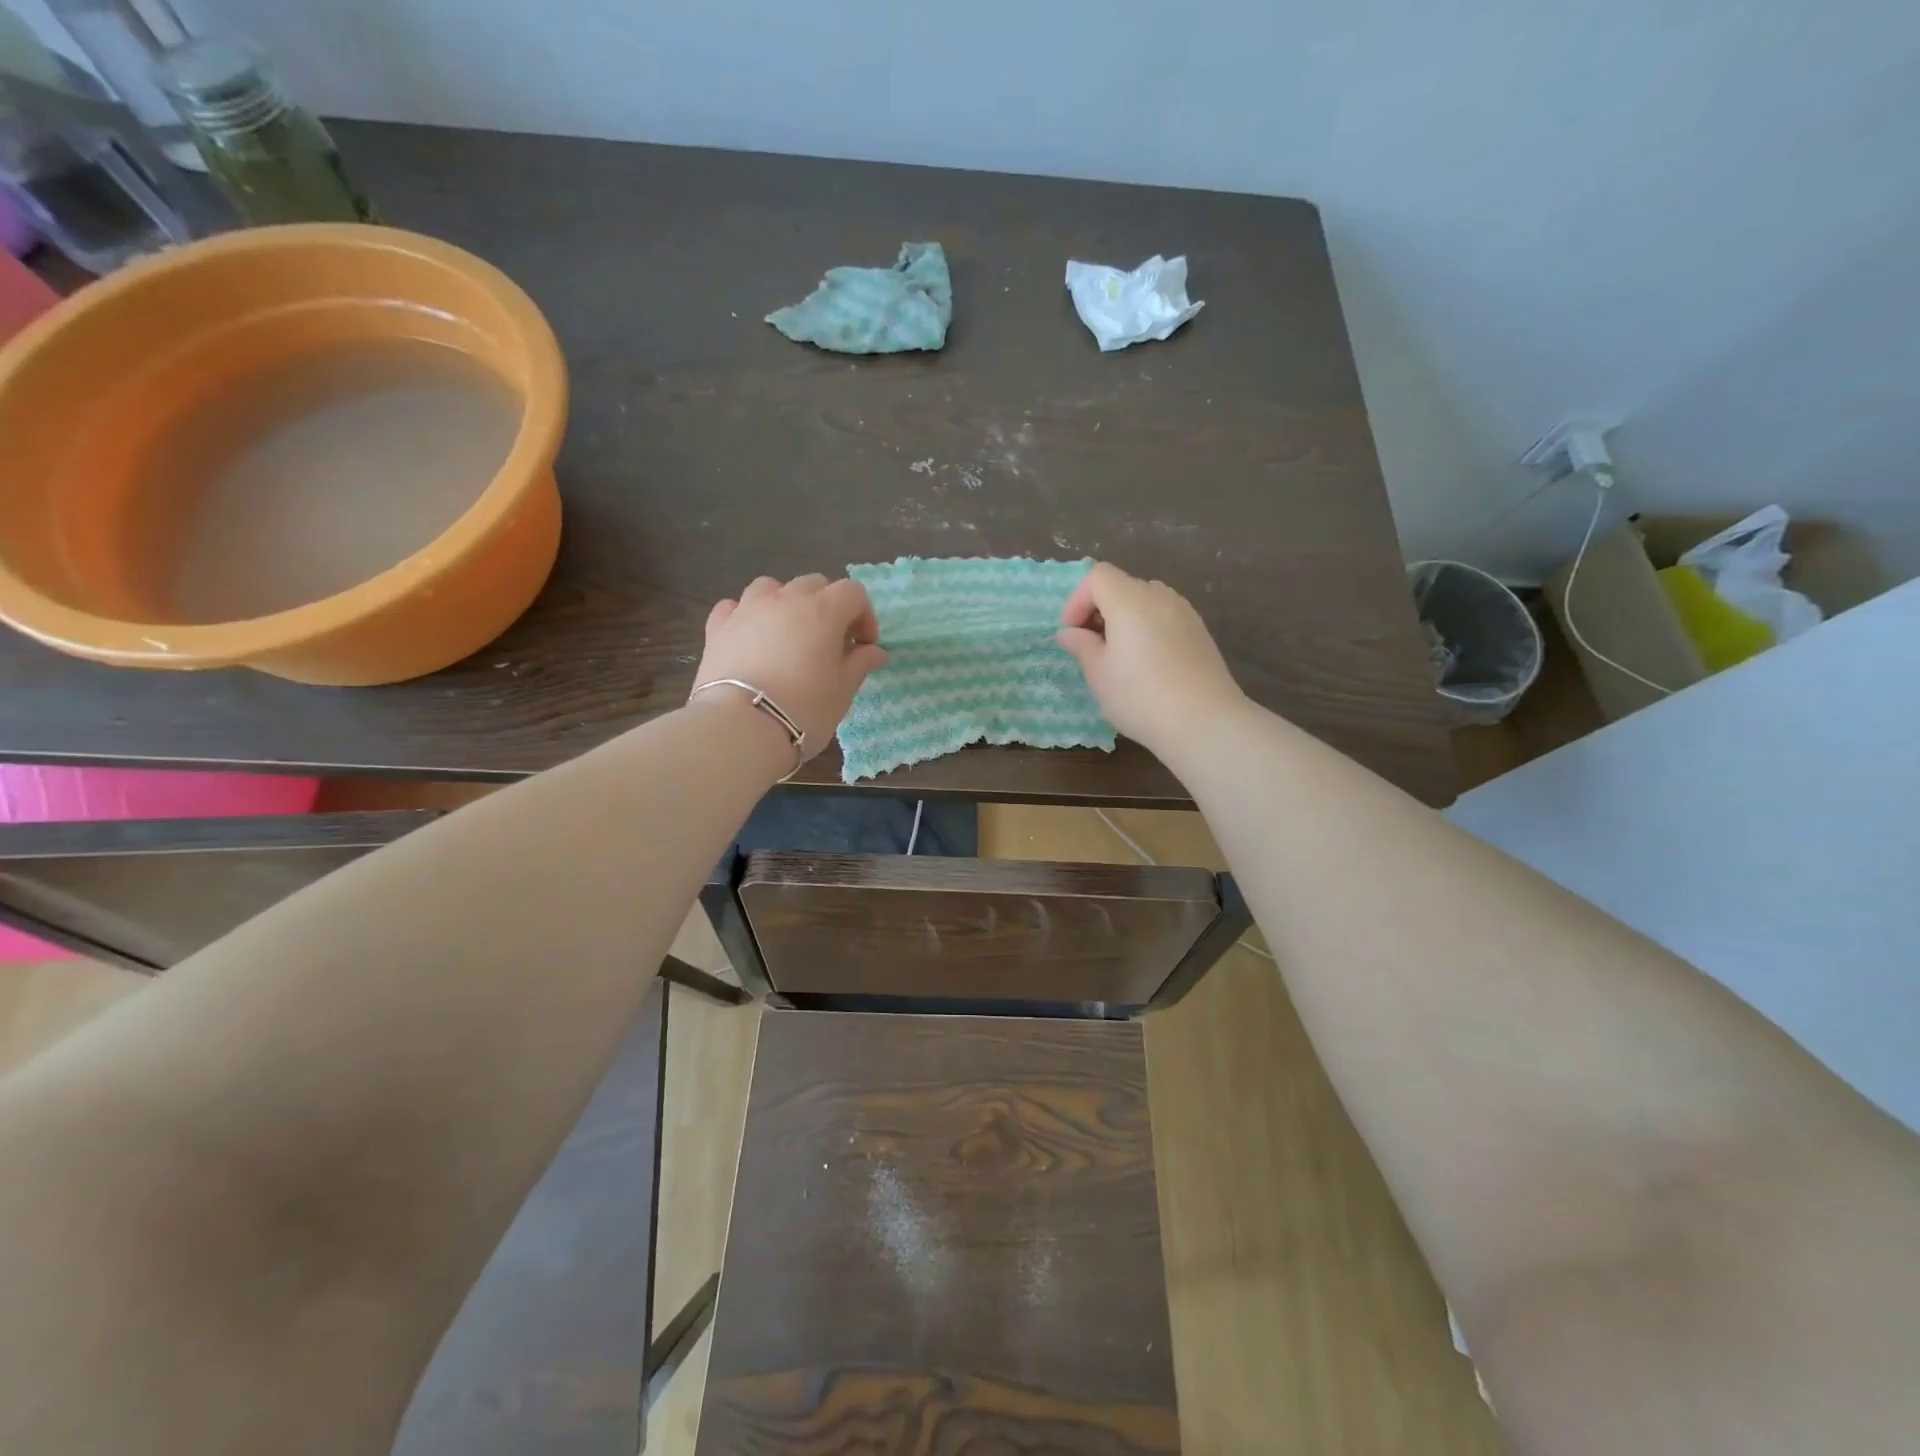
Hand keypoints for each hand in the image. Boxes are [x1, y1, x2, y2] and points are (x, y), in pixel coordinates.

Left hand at [692, 574, 887, 758]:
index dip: (864, 615)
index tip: (864, 646)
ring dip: (787, 603)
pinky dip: (747, 615)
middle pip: (814, 584)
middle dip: (828, 606)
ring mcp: (746, 610)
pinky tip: (751, 637)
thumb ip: (859, 664)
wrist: (740, 728)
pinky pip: (735, 607)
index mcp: (822, 611)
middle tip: (831, 642)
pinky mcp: (717, 627)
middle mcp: (785, 599)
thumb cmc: (803, 710)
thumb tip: (874, 651)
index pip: (853, 593)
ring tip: (789, 634)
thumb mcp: (842, 691)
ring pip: (772, 587)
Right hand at [1057, 562, 1245, 754]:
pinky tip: (1147, 665)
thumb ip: (1081, 646)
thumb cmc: (1140, 696)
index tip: (1072, 633)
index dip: (1077, 600)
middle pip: (1122, 586)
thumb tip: (1068, 633)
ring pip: (1145, 602)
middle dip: (1099, 610)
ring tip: (1118, 657)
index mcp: (1129, 600)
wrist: (1204, 721)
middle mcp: (1159, 596)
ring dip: (1124, 620)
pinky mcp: (1200, 632)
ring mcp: (1184, 612)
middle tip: (1091, 646)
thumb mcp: (1099, 674)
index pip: (1098, 577)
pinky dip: (1147, 629)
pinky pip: (1164, 618)